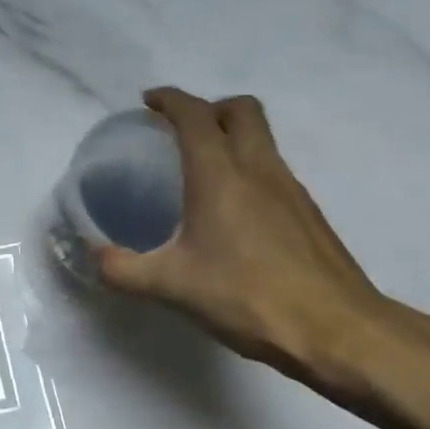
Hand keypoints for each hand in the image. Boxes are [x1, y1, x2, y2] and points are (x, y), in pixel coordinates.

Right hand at [96, 88, 406, 396]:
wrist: (335, 329)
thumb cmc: (248, 297)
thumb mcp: (171, 287)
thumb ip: (123, 270)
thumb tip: (94, 257)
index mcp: (220, 175)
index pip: (195, 115)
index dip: (170, 100)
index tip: (149, 102)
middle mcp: (259, 169)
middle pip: (240, 109)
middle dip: (209, 108)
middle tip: (181, 132)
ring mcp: (291, 189)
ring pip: (262, 139)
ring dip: (232, 138)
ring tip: (203, 173)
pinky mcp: (309, 213)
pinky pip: (274, 170)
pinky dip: (250, 170)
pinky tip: (234, 214)